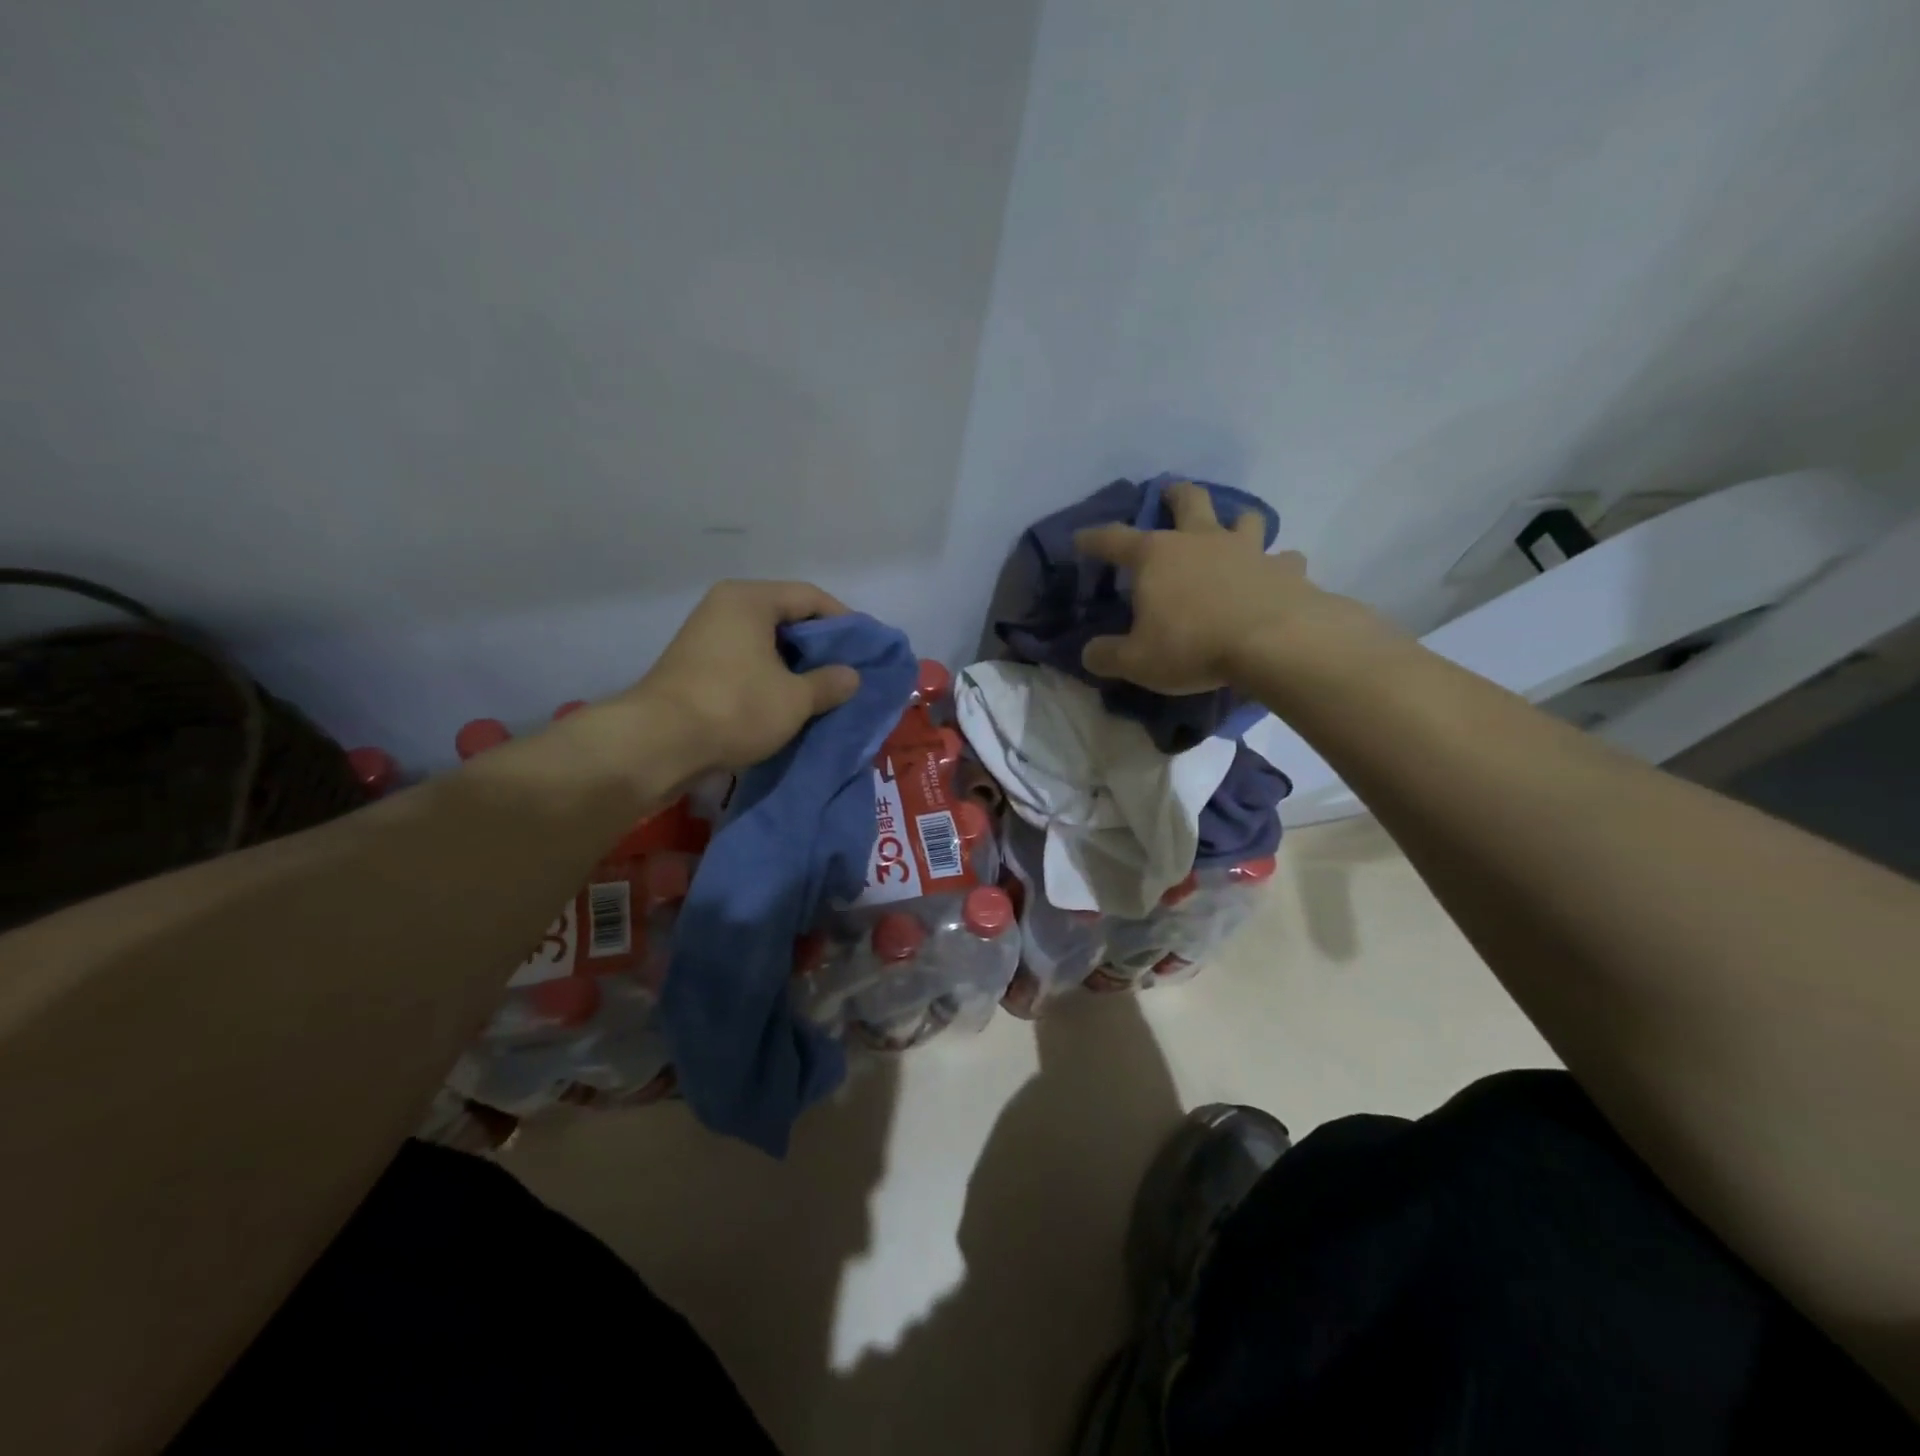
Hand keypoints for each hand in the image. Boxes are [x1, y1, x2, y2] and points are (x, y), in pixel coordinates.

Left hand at [629, 580, 860, 770]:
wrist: (659, 744)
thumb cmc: (735, 707)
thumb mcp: (795, 698)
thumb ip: (830, 683)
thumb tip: (851, 676)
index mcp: (750, 599)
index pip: (810, 597)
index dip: (845, 622)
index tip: (866, 649)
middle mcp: (725, 607)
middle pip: (786, 617)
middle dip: (820, 646)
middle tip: (848, 671)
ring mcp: (706, 636)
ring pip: (765, 643)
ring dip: (795, 665)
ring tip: (823, 690)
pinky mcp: (695, 666)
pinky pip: (746, 662)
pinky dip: (770, 677)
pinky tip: (788, 701)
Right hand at [1075, 481, 1376, 695]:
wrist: (1274, 644)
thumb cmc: (1193, 646)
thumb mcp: (1136, 661)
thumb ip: (1106, 655)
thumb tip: (1089, 653)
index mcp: (1156, 556)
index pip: (1114, 539)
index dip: (1094, 538)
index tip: (1081, 538)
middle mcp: (1201, 541)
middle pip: (1189, 501)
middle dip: (1176, 494)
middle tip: (1170, 493)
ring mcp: (1248, 550)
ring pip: (1245, 518)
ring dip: (1236, 521)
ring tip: (1233, 530)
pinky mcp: (1286, 570)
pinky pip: (1284, 559)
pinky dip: (1278, 565)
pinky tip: (1276, 576)